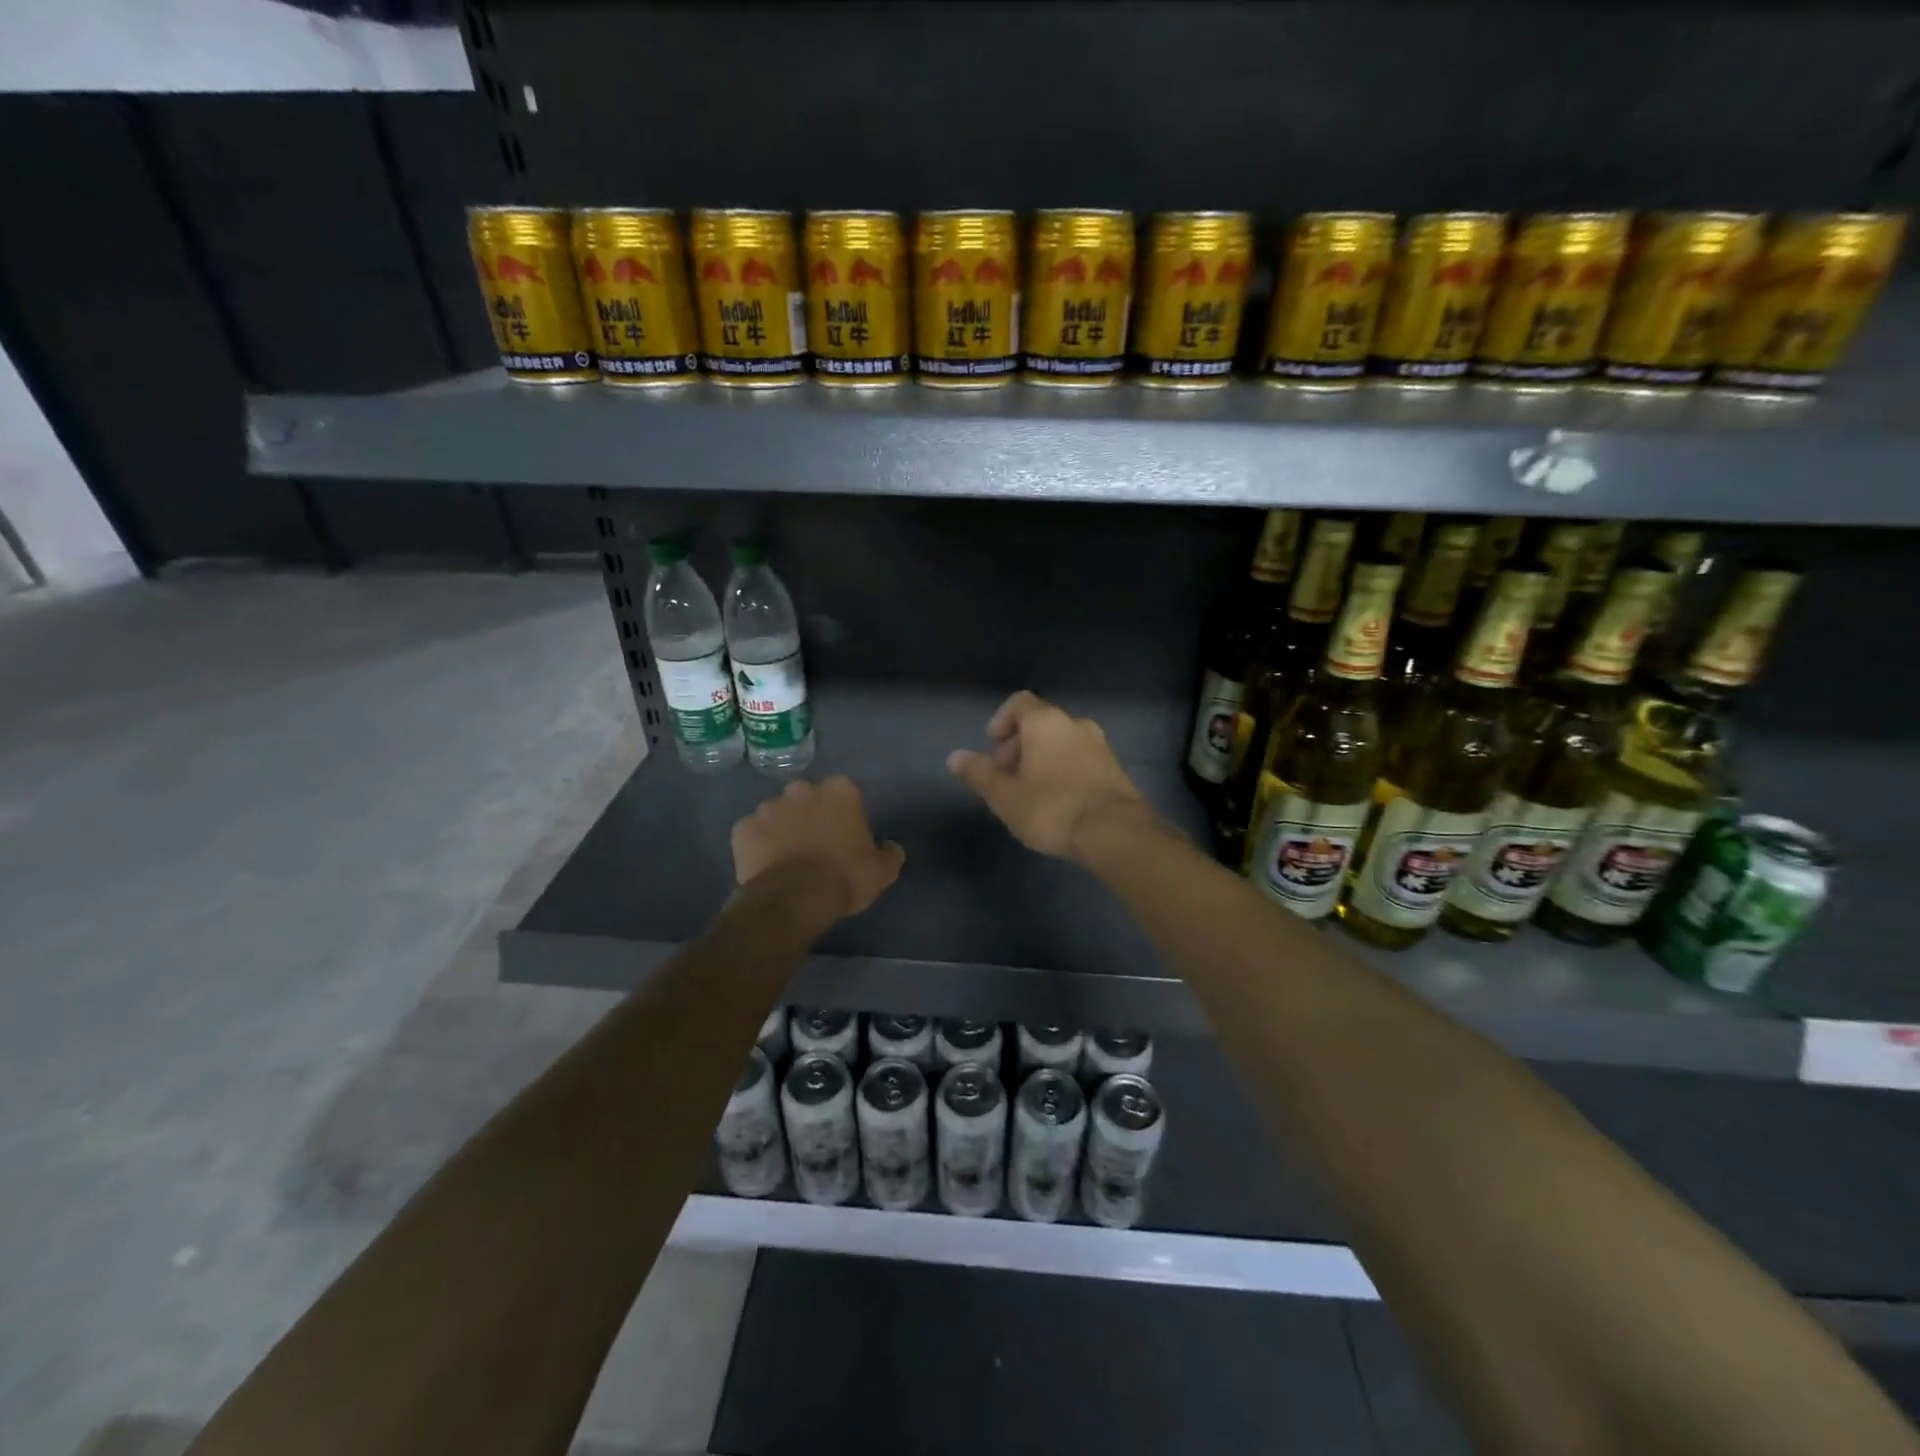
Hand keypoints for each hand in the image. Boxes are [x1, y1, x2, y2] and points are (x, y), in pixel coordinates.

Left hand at [732, 776, 905, 926]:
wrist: (794, 899)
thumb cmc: (844, 877)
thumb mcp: (882, 871)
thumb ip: (889, 853)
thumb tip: (890, 847)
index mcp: (840, 791)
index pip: (847, 792)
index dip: (847, 813)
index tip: (847, 833)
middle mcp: (802, 789)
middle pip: (809, 797)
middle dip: (812, 813)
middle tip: (817, 843)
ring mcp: (768, 806)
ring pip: (779, 812)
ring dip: (784, 827)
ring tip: (789, 856)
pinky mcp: (743, 828)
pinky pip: (753, 832)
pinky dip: (759, 844)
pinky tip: (766, 864)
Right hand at [947, 691, 1154, 861]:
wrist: (1115, 833)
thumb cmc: (1052, 808)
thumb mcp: (1005, 796)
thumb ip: (979, 774)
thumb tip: (955, 757)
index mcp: (1046, 722)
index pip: (1019, 703)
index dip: (1001, 721)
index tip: (992, 748)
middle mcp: (1075, 724)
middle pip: (1040, 723)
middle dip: (1018, 745)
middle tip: (1006, 776)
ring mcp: (1100, 745)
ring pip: (1061, 742)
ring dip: (1041, 759)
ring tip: (1029, 793)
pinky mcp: (1115, 768)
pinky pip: (1080, 758)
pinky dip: (1063, 770)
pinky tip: (1057, 802)